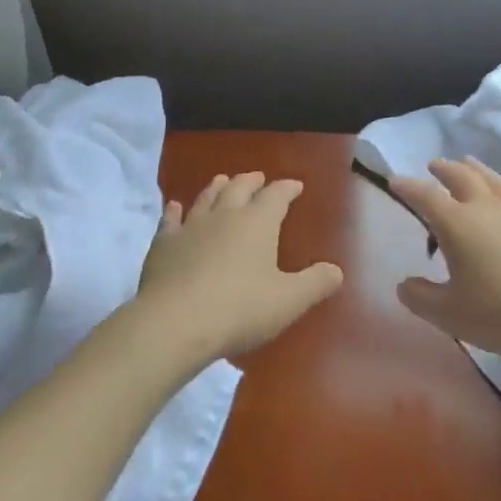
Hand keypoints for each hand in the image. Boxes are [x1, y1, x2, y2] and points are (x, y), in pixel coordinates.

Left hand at [132, 172, 342, 363]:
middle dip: (252, 181)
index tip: (295, 185)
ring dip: (217, 187)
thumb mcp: (288, 301)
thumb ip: (315, 284)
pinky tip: (174, 206)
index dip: (287, 188)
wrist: (175, 322)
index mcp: (257, 223)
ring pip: (206, 197)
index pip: (276, 196)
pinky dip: (174, 210)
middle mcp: (225, 215)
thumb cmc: (239, 310)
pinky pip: (170, 219)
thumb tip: (337, 271)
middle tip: (259, 177)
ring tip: (223, 180)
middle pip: (239, 188)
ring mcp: (191, 226)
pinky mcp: (164, 244)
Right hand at [390, 158, 500, 360]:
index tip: (394, 180)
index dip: (407, 186)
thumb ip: (420, 297)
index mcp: (456, 223)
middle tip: (434, 165)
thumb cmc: (499, 312)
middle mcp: (486, 206)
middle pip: (461, 176)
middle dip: (444, 168)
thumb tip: (403, 285)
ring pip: (494, 179)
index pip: (424, 196)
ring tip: (469, 164)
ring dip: (477, 169)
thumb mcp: (448, 314)